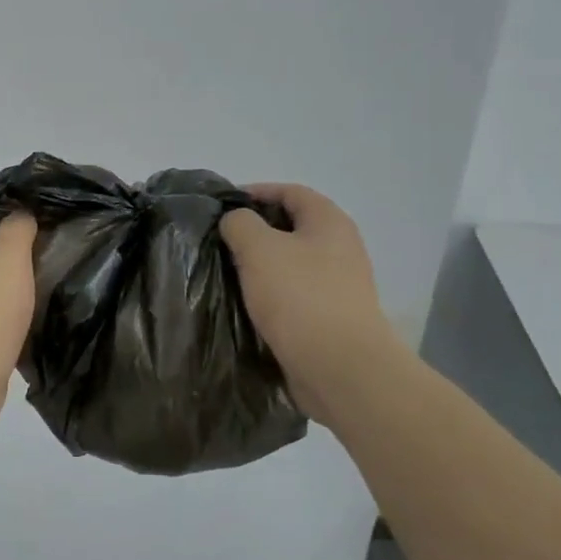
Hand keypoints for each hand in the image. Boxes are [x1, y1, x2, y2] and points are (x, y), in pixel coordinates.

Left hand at [0, 214, 37, 417]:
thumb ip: (16, 228)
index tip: (41, 220)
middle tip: (48, 252)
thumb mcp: (9, 256)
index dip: (10, 216)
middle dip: (11, 254)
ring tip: (43, 285)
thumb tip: (20, 211)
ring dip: (9, 286)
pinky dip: (5, 315)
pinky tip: (26, 319)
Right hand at [220, 184, 399, 412]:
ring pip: (291, 262)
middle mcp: (340, 248)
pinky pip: (295, 293)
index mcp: (329, 222)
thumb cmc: (299, 297)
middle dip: (255, 231)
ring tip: (227, 272)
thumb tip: (236, 221)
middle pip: (291, 226)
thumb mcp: (259, 248)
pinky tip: (247, 303)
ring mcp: (338, 284)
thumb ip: (240, 223)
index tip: (221, 207)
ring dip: (261, 264)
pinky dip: (271, 292)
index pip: (290, 191)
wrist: (340, 368)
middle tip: (220, 241)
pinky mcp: (330, 316)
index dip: (255, 192)